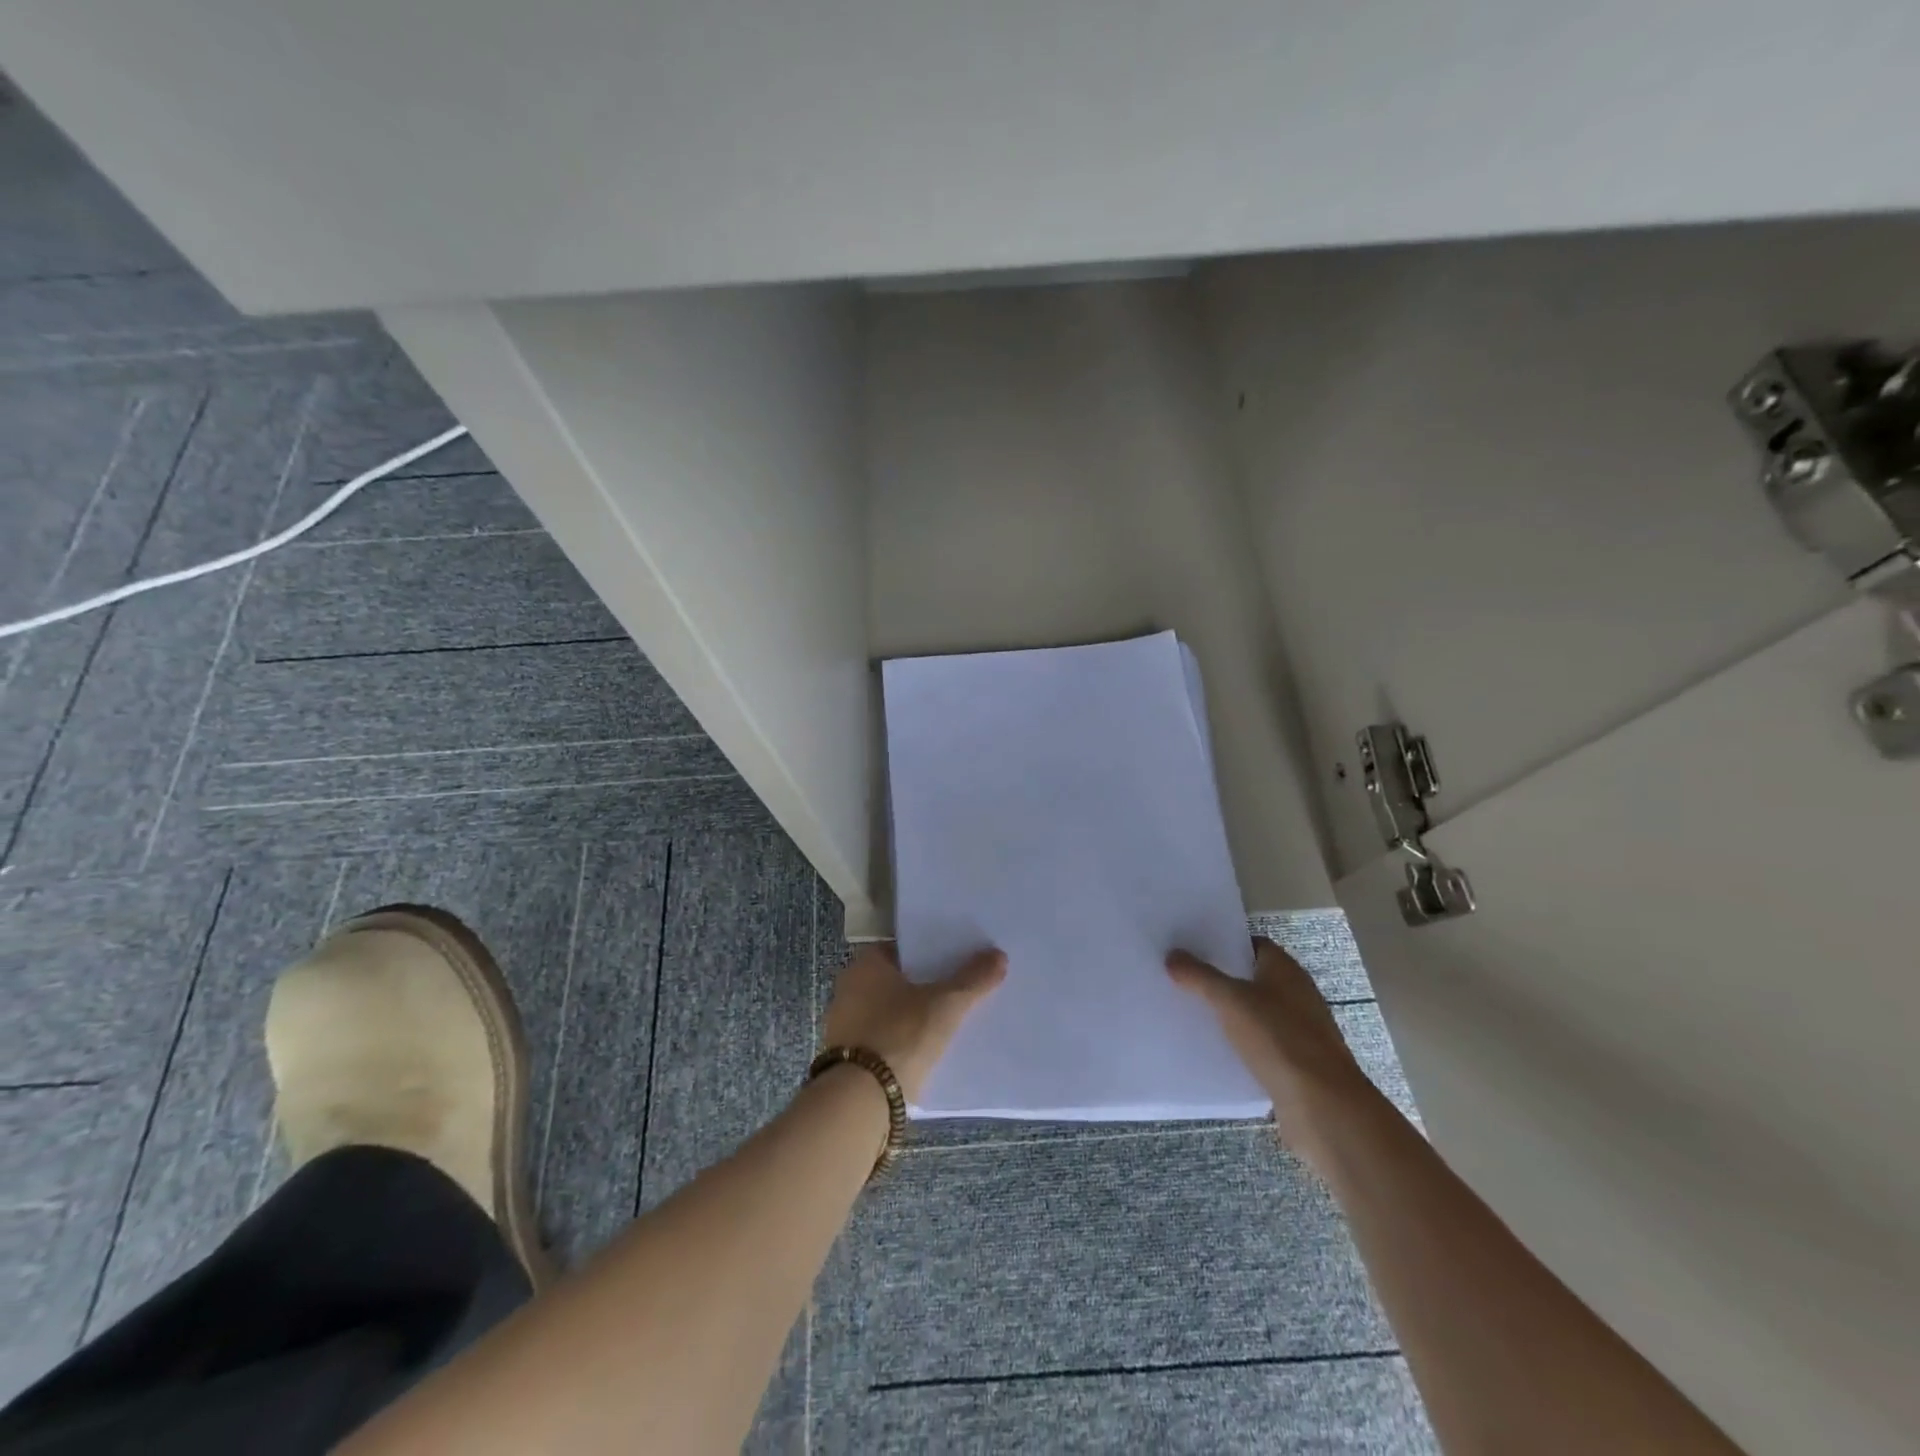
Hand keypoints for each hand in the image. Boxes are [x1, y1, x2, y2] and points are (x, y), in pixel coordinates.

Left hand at [821, 943, 1006, 1103]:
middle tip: (957, 990)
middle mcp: (849, 988)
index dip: (930, 953)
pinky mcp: (847, 1058)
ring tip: (947, 1022)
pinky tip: (925, 1051)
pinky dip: (900, 1041)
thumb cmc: (901, 1036)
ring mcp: (844, 1024)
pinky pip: (881, 1038)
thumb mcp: (945, 1005)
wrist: (861, 1100)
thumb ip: (973, 979)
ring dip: (911, 1015)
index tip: (955, 961)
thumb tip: (998, 955)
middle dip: (923, 985)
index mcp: (865, 965)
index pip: (902, 949)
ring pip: (888, 1011)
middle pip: (895, 980)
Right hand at [1167, 936, 1372, 1170]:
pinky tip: (1211, 1048)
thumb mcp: (1231, 1001)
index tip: (1190, 947)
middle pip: (1251, 978)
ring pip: (1253, 1012)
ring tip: (1187, 1010)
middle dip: (1219, 978)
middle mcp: (1295, 994)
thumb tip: (1172, 954)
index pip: (1251, 944)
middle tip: (1180, 977)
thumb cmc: (1279, 1039)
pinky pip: (1258, 1043)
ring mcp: (1297, 1030)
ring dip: (1227, 1012)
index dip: (1222, 943)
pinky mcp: (1293, 1062)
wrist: (1322, 1106)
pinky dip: (1238, 1042)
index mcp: (1286, 970)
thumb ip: (1200, 976)